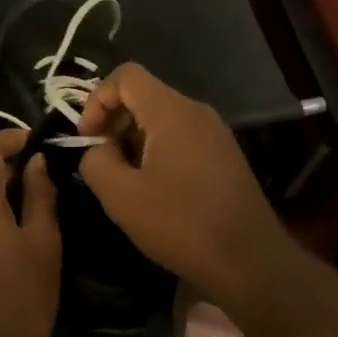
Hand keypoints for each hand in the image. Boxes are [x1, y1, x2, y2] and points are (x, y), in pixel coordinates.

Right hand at [77, 64, 288, 297]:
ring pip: (162, 118)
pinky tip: (154, 190)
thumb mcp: (121, 197)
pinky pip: (181, 137)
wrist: (250, 261)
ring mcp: (215, 132)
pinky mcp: (224, 155)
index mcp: (171, 110)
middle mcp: (196, 111)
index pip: (126, 75)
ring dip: (134, 140)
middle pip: (144, 95)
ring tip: (125, 180)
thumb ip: (96, 161)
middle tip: (101, 161)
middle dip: (114, 121)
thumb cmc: (182, 223)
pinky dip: (158, 151)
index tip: (88, 137)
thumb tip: (98, 149)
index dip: (97, 99)